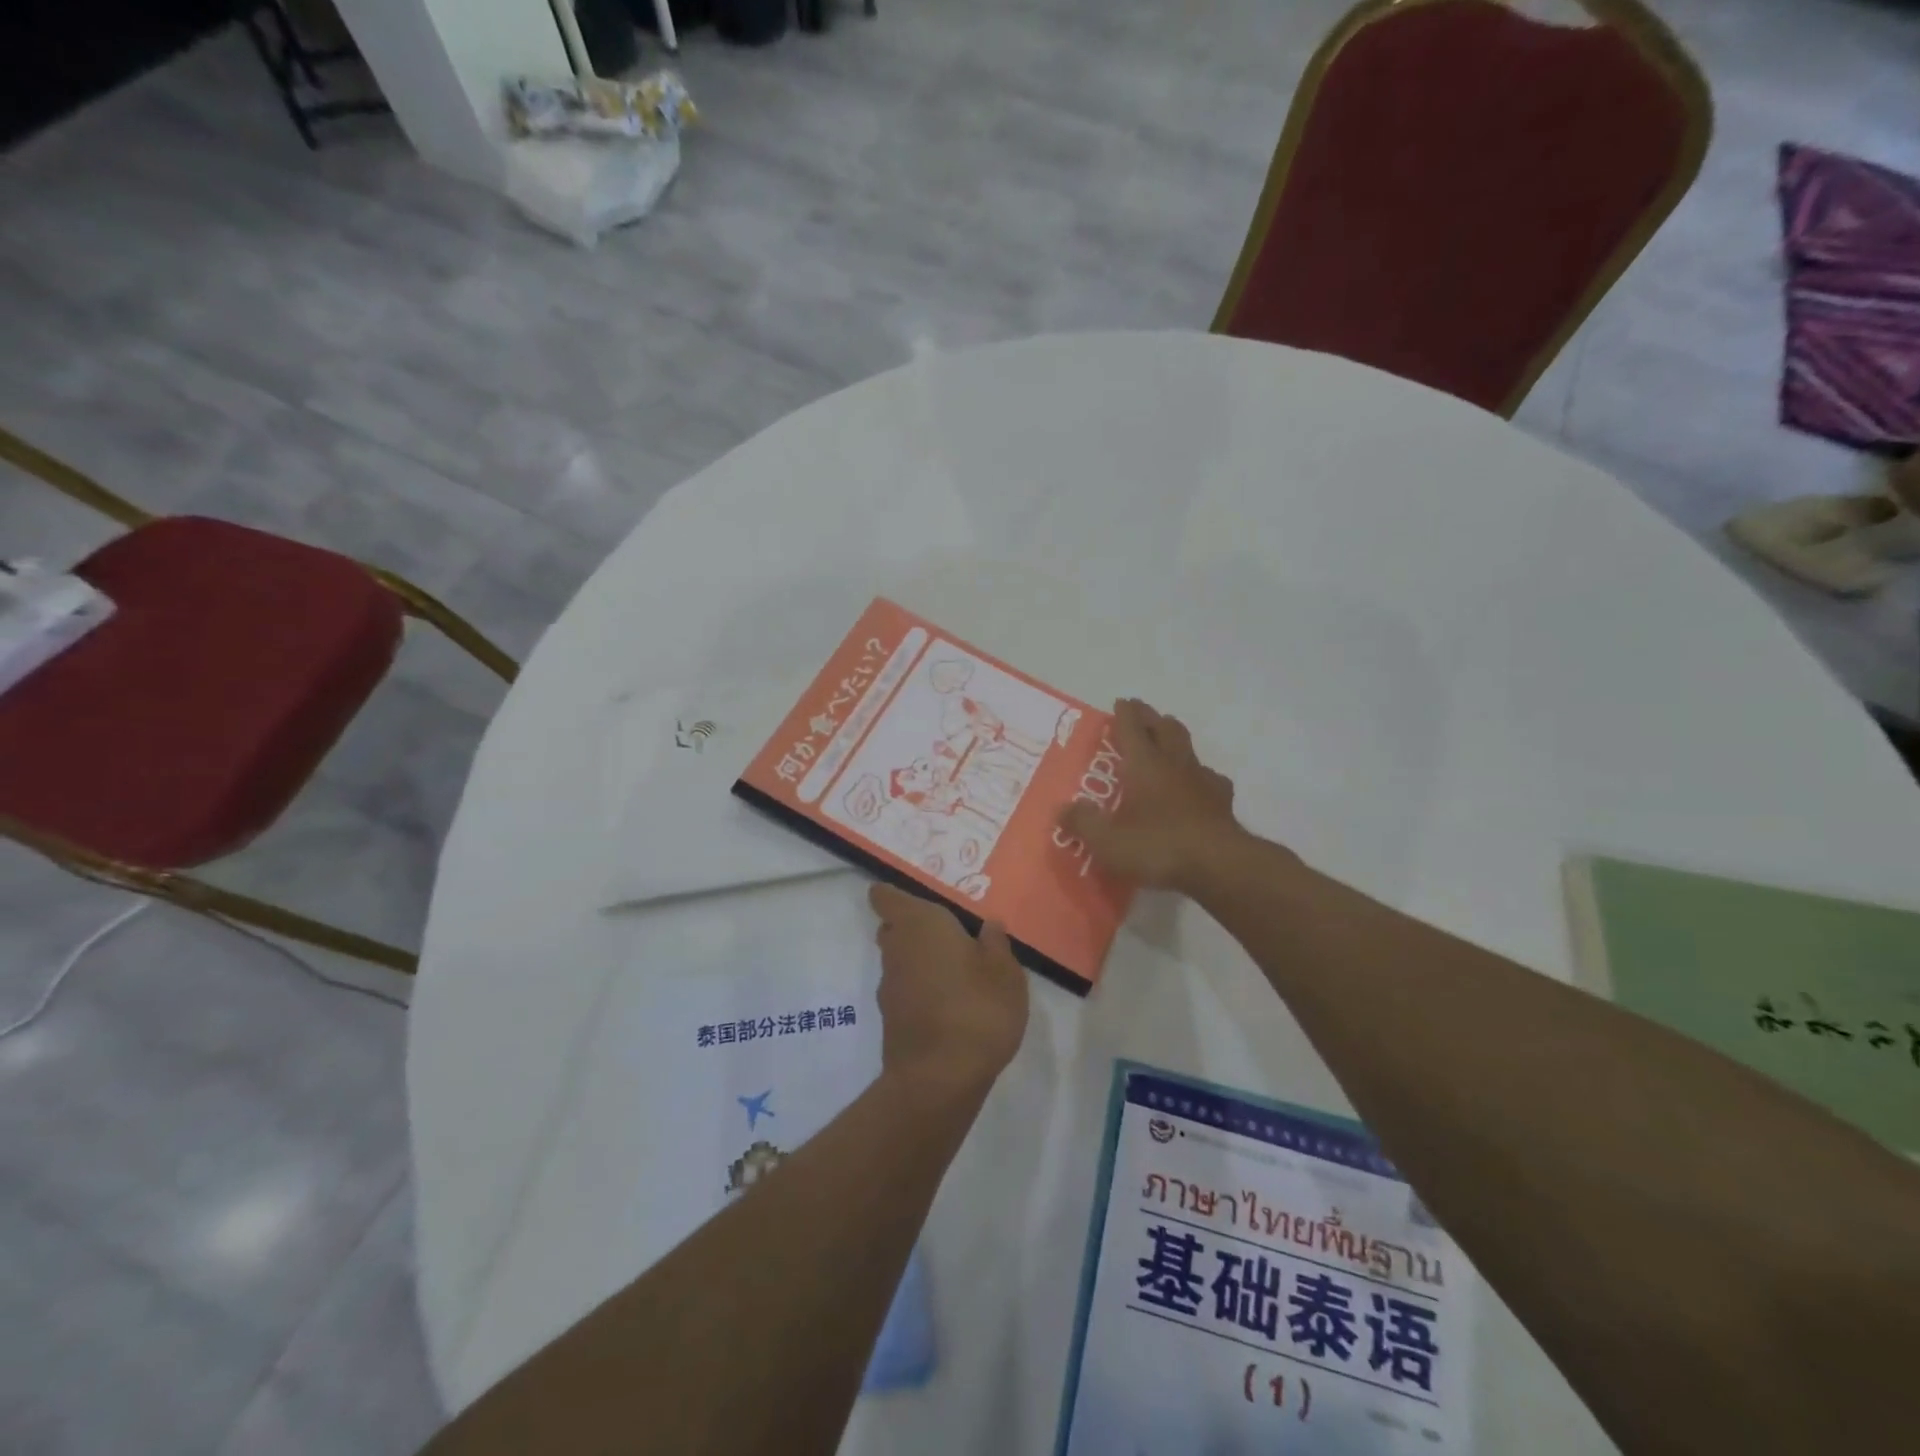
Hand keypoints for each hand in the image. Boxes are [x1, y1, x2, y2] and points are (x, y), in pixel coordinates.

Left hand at [869, 883, 1027, 1099]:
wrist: (939, 1079)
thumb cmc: (977, 1008)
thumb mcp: (1005, 972)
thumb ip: (996, 943)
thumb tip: (988, 925)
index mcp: (920, 924)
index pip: (885, 897)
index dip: (894, 894)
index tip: (917, 898)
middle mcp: (897, 948)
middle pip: (894, 928)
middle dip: (915, 928)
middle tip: (951, 935)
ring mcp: (889, 986)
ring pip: (900, 960)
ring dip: (921, 961)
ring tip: (958, 973)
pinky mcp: (891, 1019)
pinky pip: (906, 990)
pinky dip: (921, 990)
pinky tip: (950, 1005)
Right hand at [1058, 698, 1242, 892]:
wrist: (1218, 866)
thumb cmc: (1157, 846)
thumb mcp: (1106, 841)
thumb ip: (1082, 822)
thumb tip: (1063, 809)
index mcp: (1144, 765)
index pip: (1132, 727)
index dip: (1124, 713)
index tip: (1121, 702)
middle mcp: (1174, 764)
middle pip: (1166, 729)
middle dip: (1152, 718)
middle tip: (1142, 714)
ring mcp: (1202, 781)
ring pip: (1189, 749)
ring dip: (1177, 742)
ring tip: (1168, 746)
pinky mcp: (1222, 803)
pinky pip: (1210, 779)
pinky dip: (1200, 777)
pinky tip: (1197, 788)